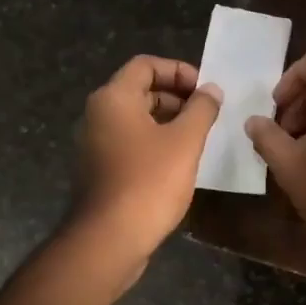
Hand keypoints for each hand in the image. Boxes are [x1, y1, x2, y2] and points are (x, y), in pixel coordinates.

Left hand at [72, 54, 221, 270]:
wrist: (108, 239)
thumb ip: (201, 109)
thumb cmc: (149, 182)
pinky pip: (129, 143)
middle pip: (140, 90)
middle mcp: (98, 115)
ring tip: (198, 139)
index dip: (179, 71)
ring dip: (168, 122)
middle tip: (207, 115)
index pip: (146, 65)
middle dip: (176, 97)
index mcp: (113, 98)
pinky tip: (178, 163)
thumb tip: (211, 89)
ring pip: (136, 119)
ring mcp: (95, 144)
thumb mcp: (185, 142)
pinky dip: (154, 143)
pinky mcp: (99, 170)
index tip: (205, 91)